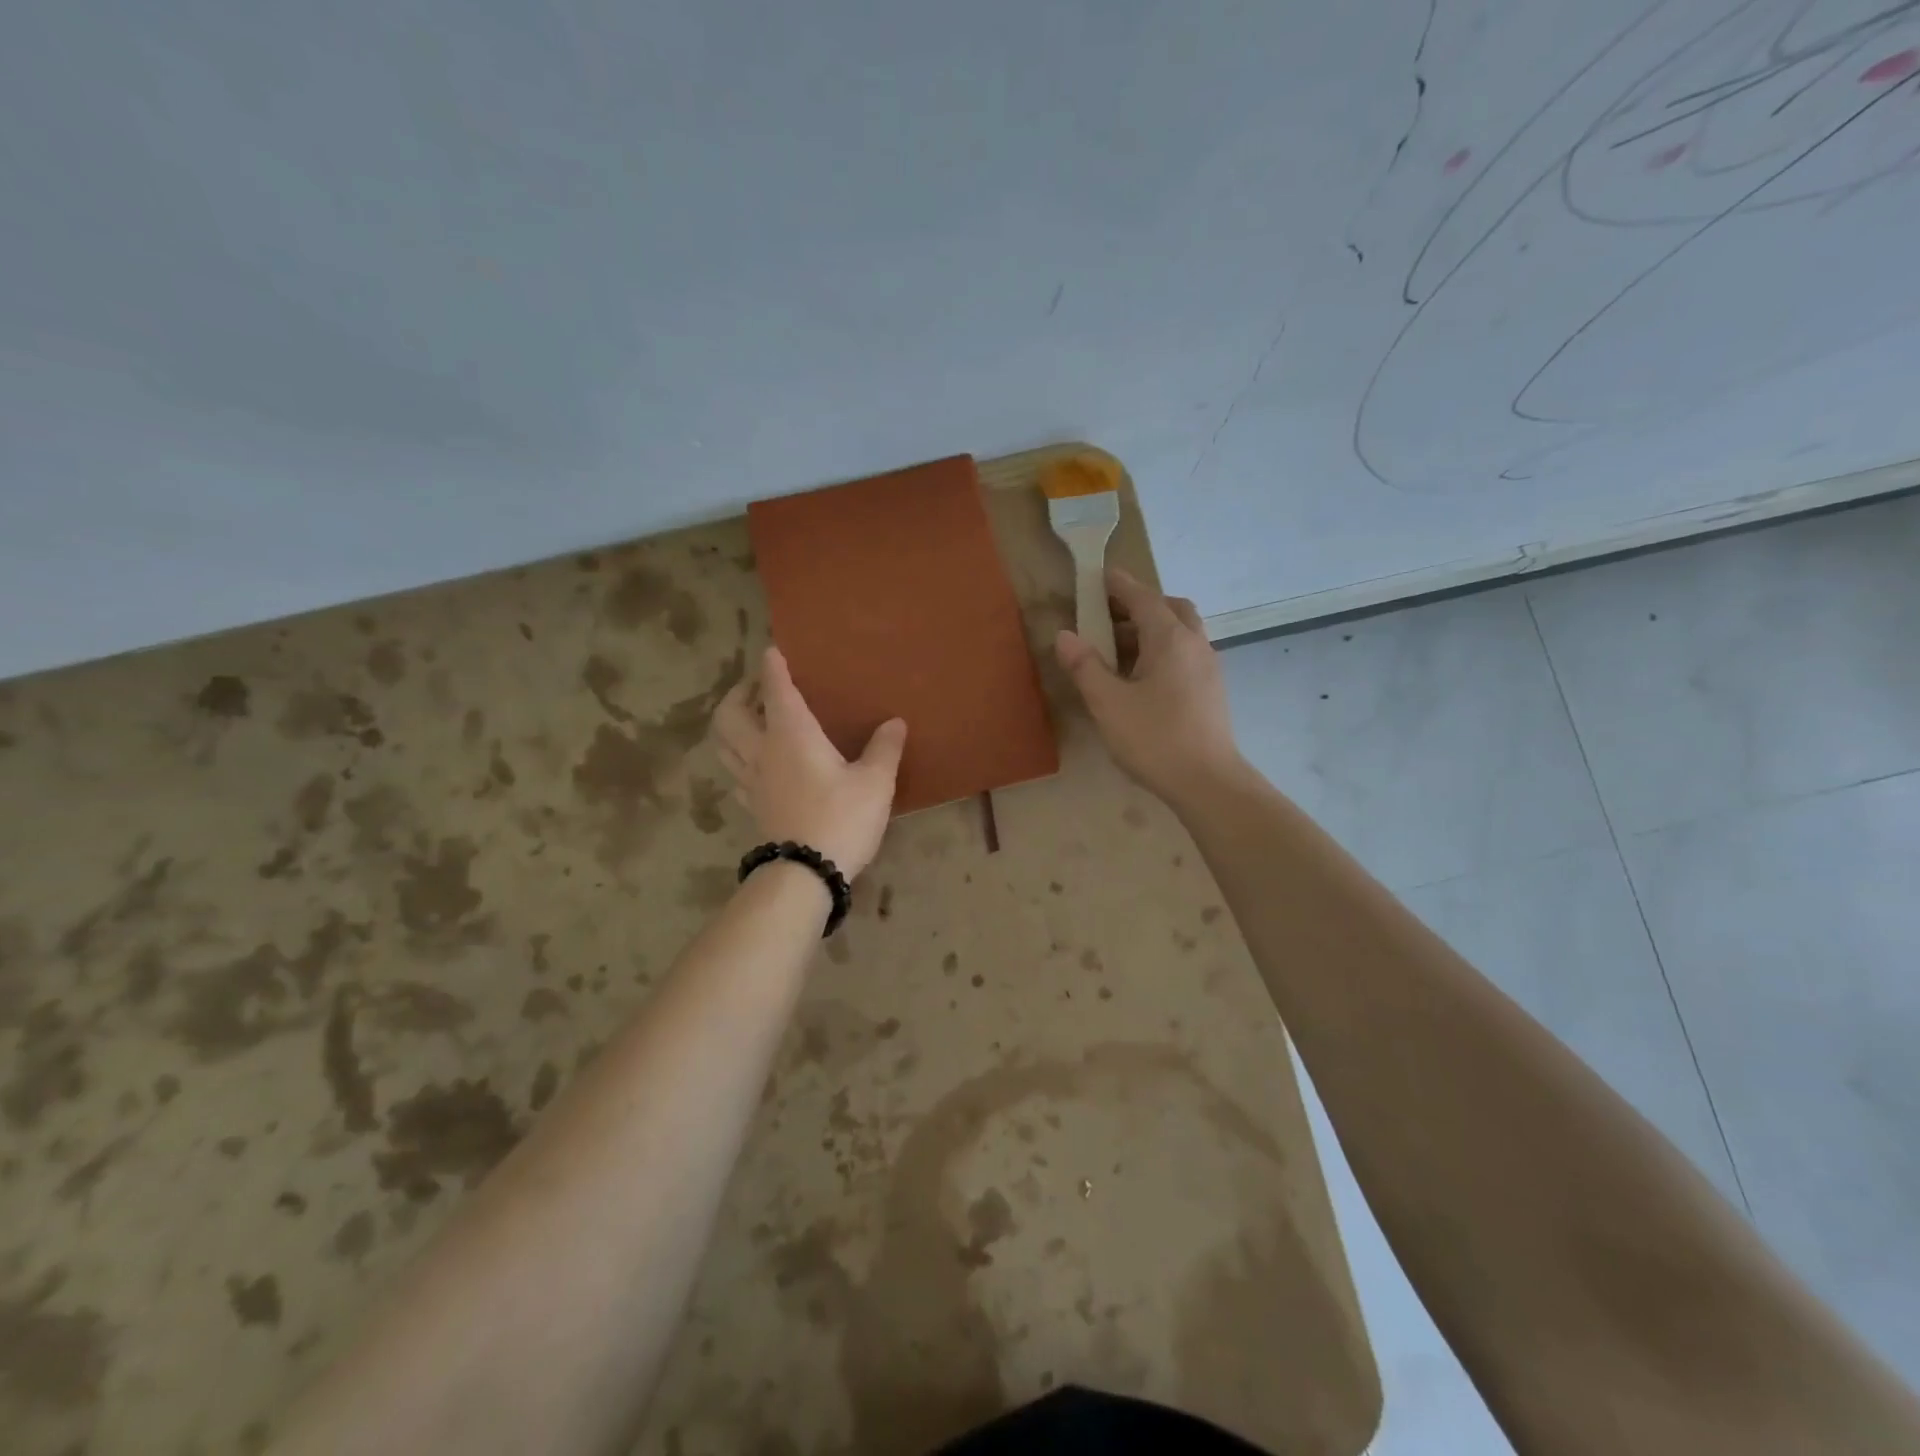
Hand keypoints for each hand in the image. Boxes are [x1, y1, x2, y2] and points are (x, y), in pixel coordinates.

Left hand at [710, 646, 906, 878]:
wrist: (807, 873)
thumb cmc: (843, 818)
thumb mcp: (874, 783)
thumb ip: (884, 749)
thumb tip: (895, 722)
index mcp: (792, 735)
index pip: (776, 690)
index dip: (773, 667)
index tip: (772, 650)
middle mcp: (763, 751)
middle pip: (730, 714)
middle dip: (739, 694)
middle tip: (757, 688)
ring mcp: (752, 781)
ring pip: (723, 743)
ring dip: (730, 724)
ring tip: (750, 720)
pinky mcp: (752, 806)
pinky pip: (734, 772)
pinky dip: (738, 757)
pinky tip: (755, 762)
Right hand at [1055, 567, 1242, 803]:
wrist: (1208, 782)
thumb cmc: (1154, 738)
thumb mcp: (1108, 703)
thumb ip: (1085, 666)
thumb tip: (1065, 635)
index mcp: (1169, 639)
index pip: (1142, 598)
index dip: (1119, 585)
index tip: (1100, 575)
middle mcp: (1194, 643)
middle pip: (1170, 608)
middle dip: (1140, 604)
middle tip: (1109, 615)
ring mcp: (1208, 666)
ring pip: (1182, 631)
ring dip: (1153, 628)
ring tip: (1120, 648)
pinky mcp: (1212, 689)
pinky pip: (1186, 652)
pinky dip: (1164, 648)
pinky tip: (1144, 676)